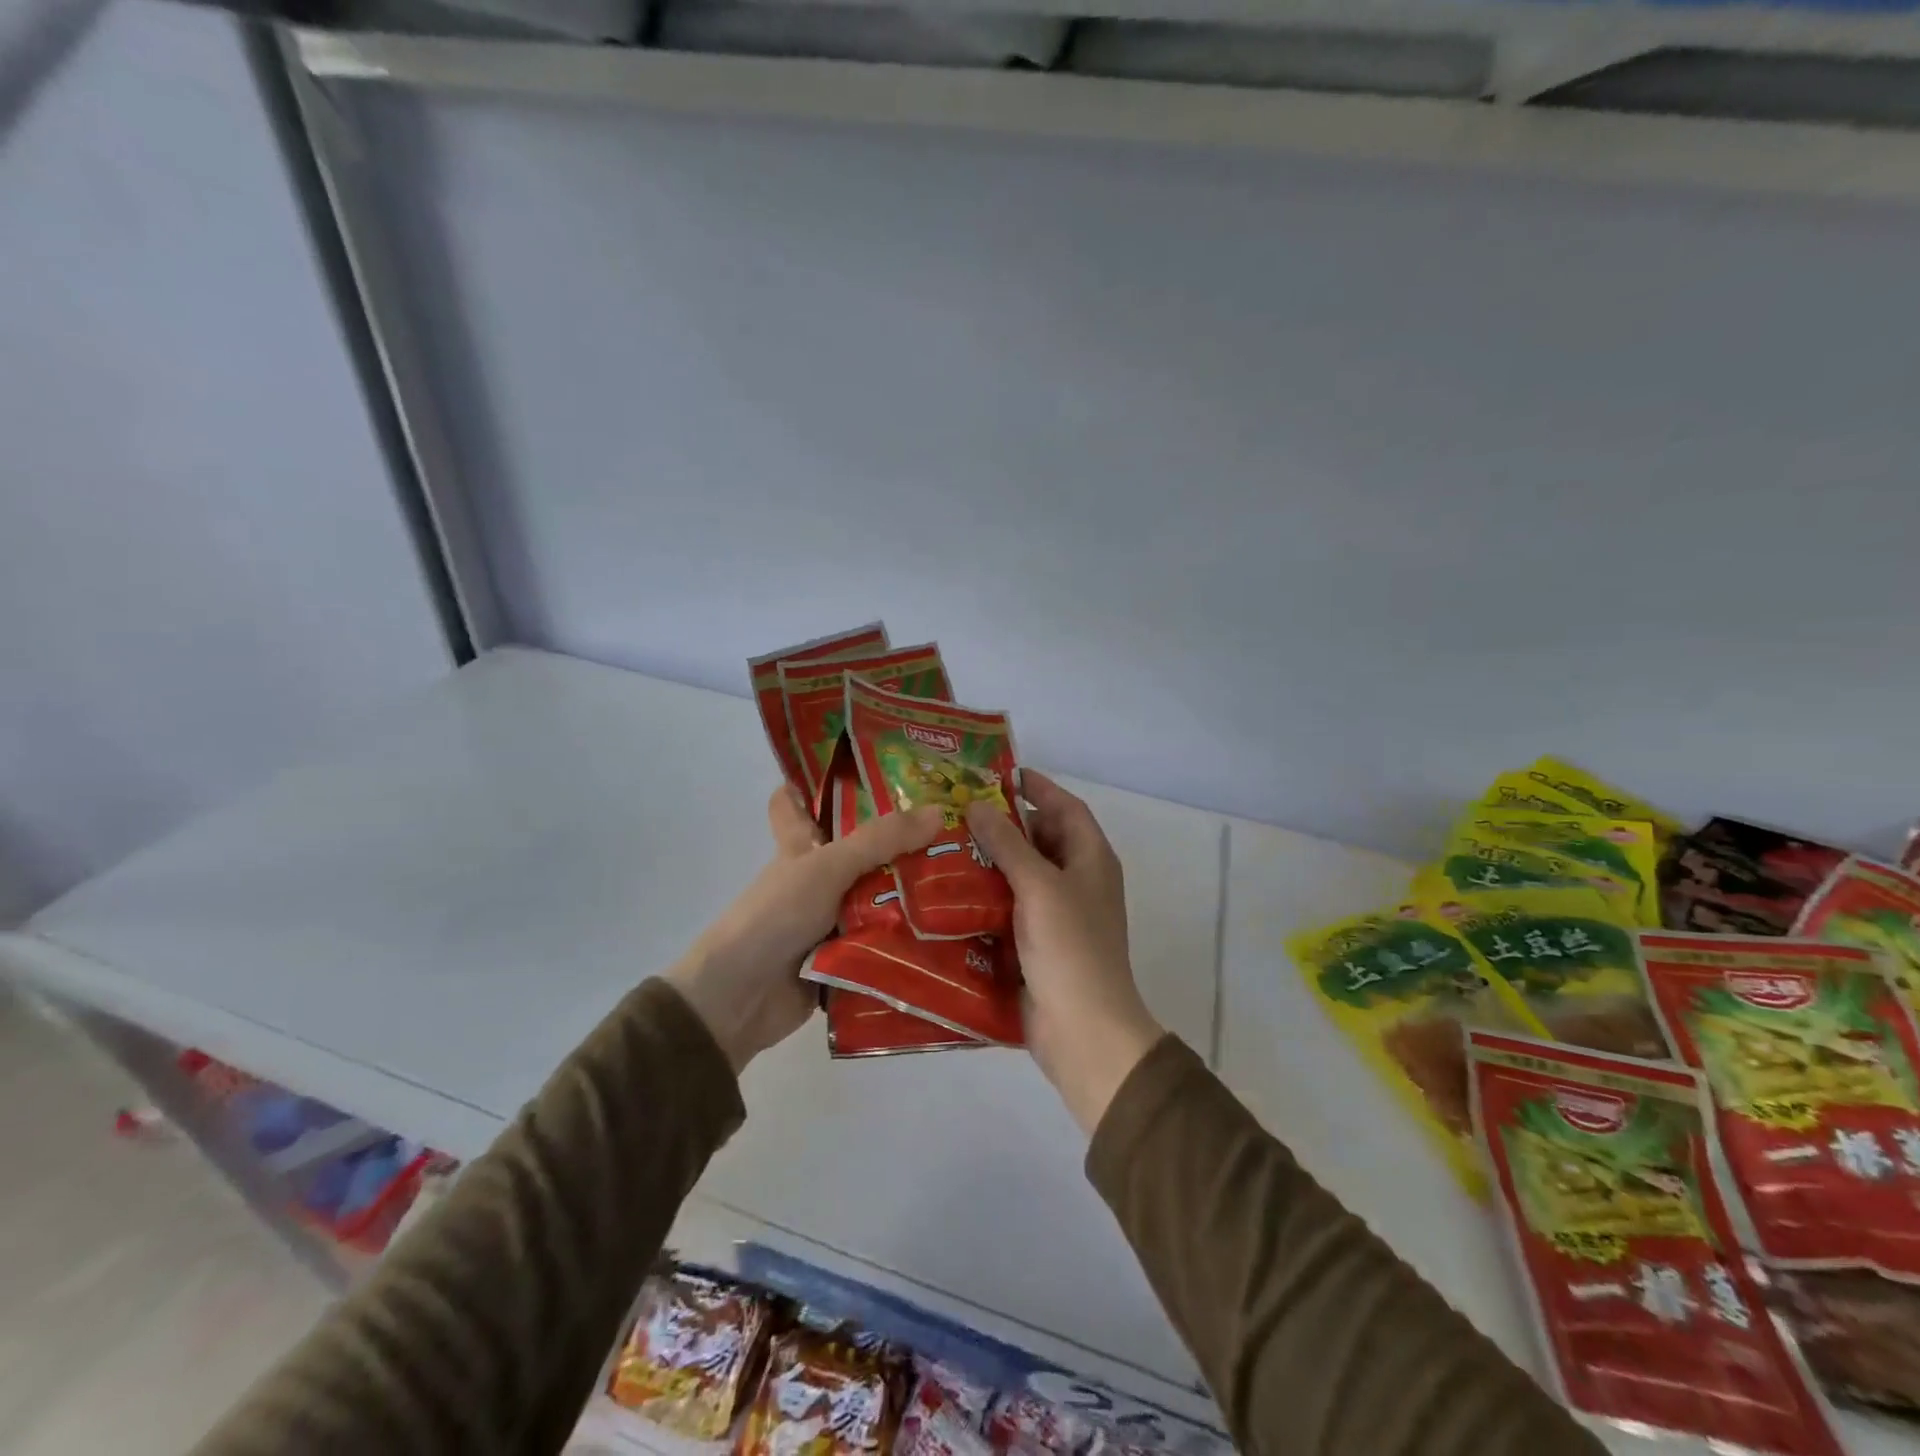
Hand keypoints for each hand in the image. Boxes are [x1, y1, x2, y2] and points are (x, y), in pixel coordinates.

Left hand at [668, 786, 942, 1073]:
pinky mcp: (846, 957)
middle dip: (903, 842)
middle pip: (862, 852)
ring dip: (918, 894)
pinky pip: (885, 941)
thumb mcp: (828, 867)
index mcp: (802, 847)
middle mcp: (818, 879)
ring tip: (976, 879)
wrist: (740, 999)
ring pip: (880, 897)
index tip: (859, 765)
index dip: (815, 782)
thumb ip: (881, 840)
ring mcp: (831, 920)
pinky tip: (958, 930)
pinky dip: (912, 938)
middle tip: (959, 827)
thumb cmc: (777, 915)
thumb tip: (940, 810)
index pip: (796, 803)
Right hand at [967, 772, 1163, 1133]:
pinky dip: (986, 897)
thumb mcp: (1038, 885)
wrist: (1082, 1029)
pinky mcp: (1037, 944)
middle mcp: (1078, 881)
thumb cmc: (1069, 946)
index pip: (1066, 808)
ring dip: (990, 861)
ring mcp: (1058, 915)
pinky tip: (950, 892)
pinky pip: (1010, 907)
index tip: (1000, 774)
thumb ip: (1008, 843)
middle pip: (1042, 839)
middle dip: (1004, 825)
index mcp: (1091, 859)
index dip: (1038, 788)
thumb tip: (977, 805)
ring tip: (945, 845)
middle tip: (958, 811)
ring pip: (1022, 875)